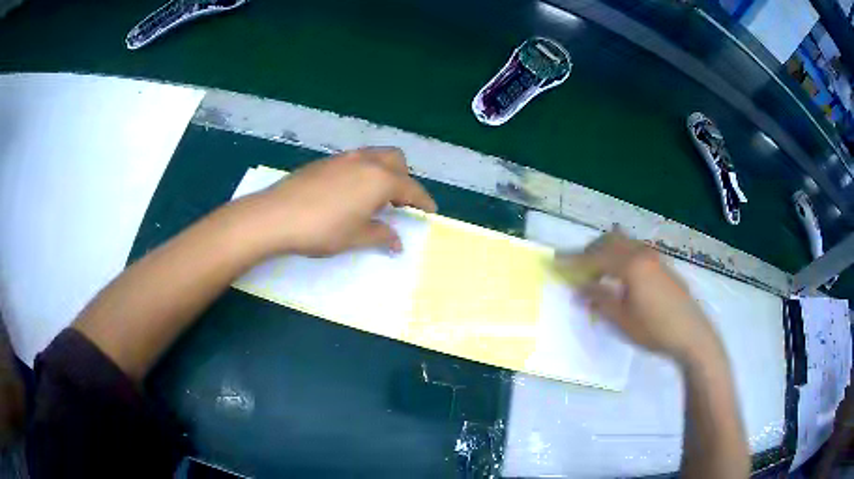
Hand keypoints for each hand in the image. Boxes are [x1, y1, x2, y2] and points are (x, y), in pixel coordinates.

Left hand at [242, 147, 436, 256]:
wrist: (276, 216)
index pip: (411, 188)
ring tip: (376, 197)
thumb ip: (381, 236)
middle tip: (400, 202)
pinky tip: (350, 192)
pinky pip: (355, 160)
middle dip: (405, 178)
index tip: (431, 211)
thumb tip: (397, 242)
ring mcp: (344, 158)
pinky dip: (364, 172)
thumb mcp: (356, 237)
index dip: (423, 201)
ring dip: (384, 172)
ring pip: (375, 156)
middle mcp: (366, 162)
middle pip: (397, 160)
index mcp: (380, 180)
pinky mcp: (325, 161)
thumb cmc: (322, 229)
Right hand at [558, 229, 718, 363]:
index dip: (573, 262)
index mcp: (630, 265)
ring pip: (623, 244)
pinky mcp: (661, 265)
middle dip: (589, 252)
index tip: (554, 264)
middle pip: (609, 241)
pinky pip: (634, 251)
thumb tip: (578, 289)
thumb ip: (599, 300)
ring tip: (595, 273)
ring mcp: (654, 257)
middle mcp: (642, 253)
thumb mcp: (622, 319)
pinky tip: (619, 276)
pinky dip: (620, 257)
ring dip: (606, 252)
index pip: (595, 258)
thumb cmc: (654, 329)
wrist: (691, 333)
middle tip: (575, 269)